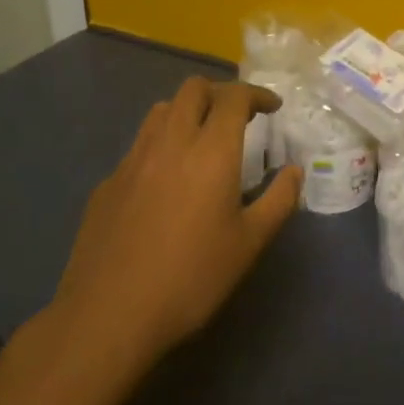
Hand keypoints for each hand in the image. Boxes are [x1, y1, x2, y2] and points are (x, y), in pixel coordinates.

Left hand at [52, 78, 302, 366]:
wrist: (109, 315)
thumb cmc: (191, 278)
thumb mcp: (249, 244)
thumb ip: (279, 200)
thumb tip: (294, 171)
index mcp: (211, 151)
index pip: (234, 97)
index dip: (257, 94)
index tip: (272, 107)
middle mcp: (171, 142)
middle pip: (194, 89)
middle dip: (220, 93)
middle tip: (238, 118)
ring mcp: (133, 159)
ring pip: (161, 110)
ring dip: (187, 111)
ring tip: (201, 139)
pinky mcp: (108, 182)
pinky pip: (139, 145)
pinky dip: (161, 144)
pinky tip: (165, 180)